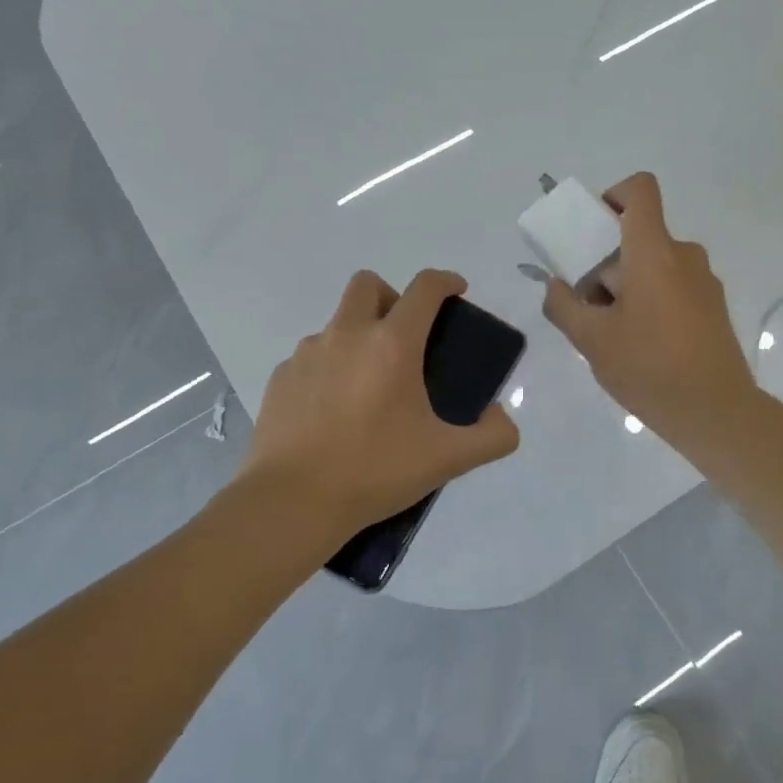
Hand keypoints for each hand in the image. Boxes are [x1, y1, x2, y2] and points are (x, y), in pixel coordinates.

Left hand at [242, 269, 519, 544]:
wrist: (293, 501)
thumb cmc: (375, 471)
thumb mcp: (448, 459)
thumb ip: (492, 436)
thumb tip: (501, 417)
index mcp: (392, 344)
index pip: (424, 288)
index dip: (446, 281)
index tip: (457, 291)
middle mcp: (347, 335)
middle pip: (368, 284)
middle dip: (392, 296)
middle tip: (406, 338)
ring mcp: (307, 354)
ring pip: (337, 322)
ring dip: (359, 335)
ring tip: (369, 386)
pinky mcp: (281, 378)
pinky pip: (312, 357)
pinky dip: (330, 368)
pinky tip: (335, 410)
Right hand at [541, 173, 759, 449]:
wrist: (716, 412)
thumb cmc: (649, 368)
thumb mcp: (591, 341)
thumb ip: (563, 305)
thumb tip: (555, 286)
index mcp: (654, 252)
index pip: (640, 190)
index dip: (612, 195)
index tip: (592, 231)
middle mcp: (684, 255)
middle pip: (638, 236)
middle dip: (606, 262)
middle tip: (589, 305)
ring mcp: (704, 281)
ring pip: (654, 265)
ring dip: (627, 286)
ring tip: (613, 333)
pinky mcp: (713, 306)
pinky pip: (673, 286)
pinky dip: (651, 301)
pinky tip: (641, 346)